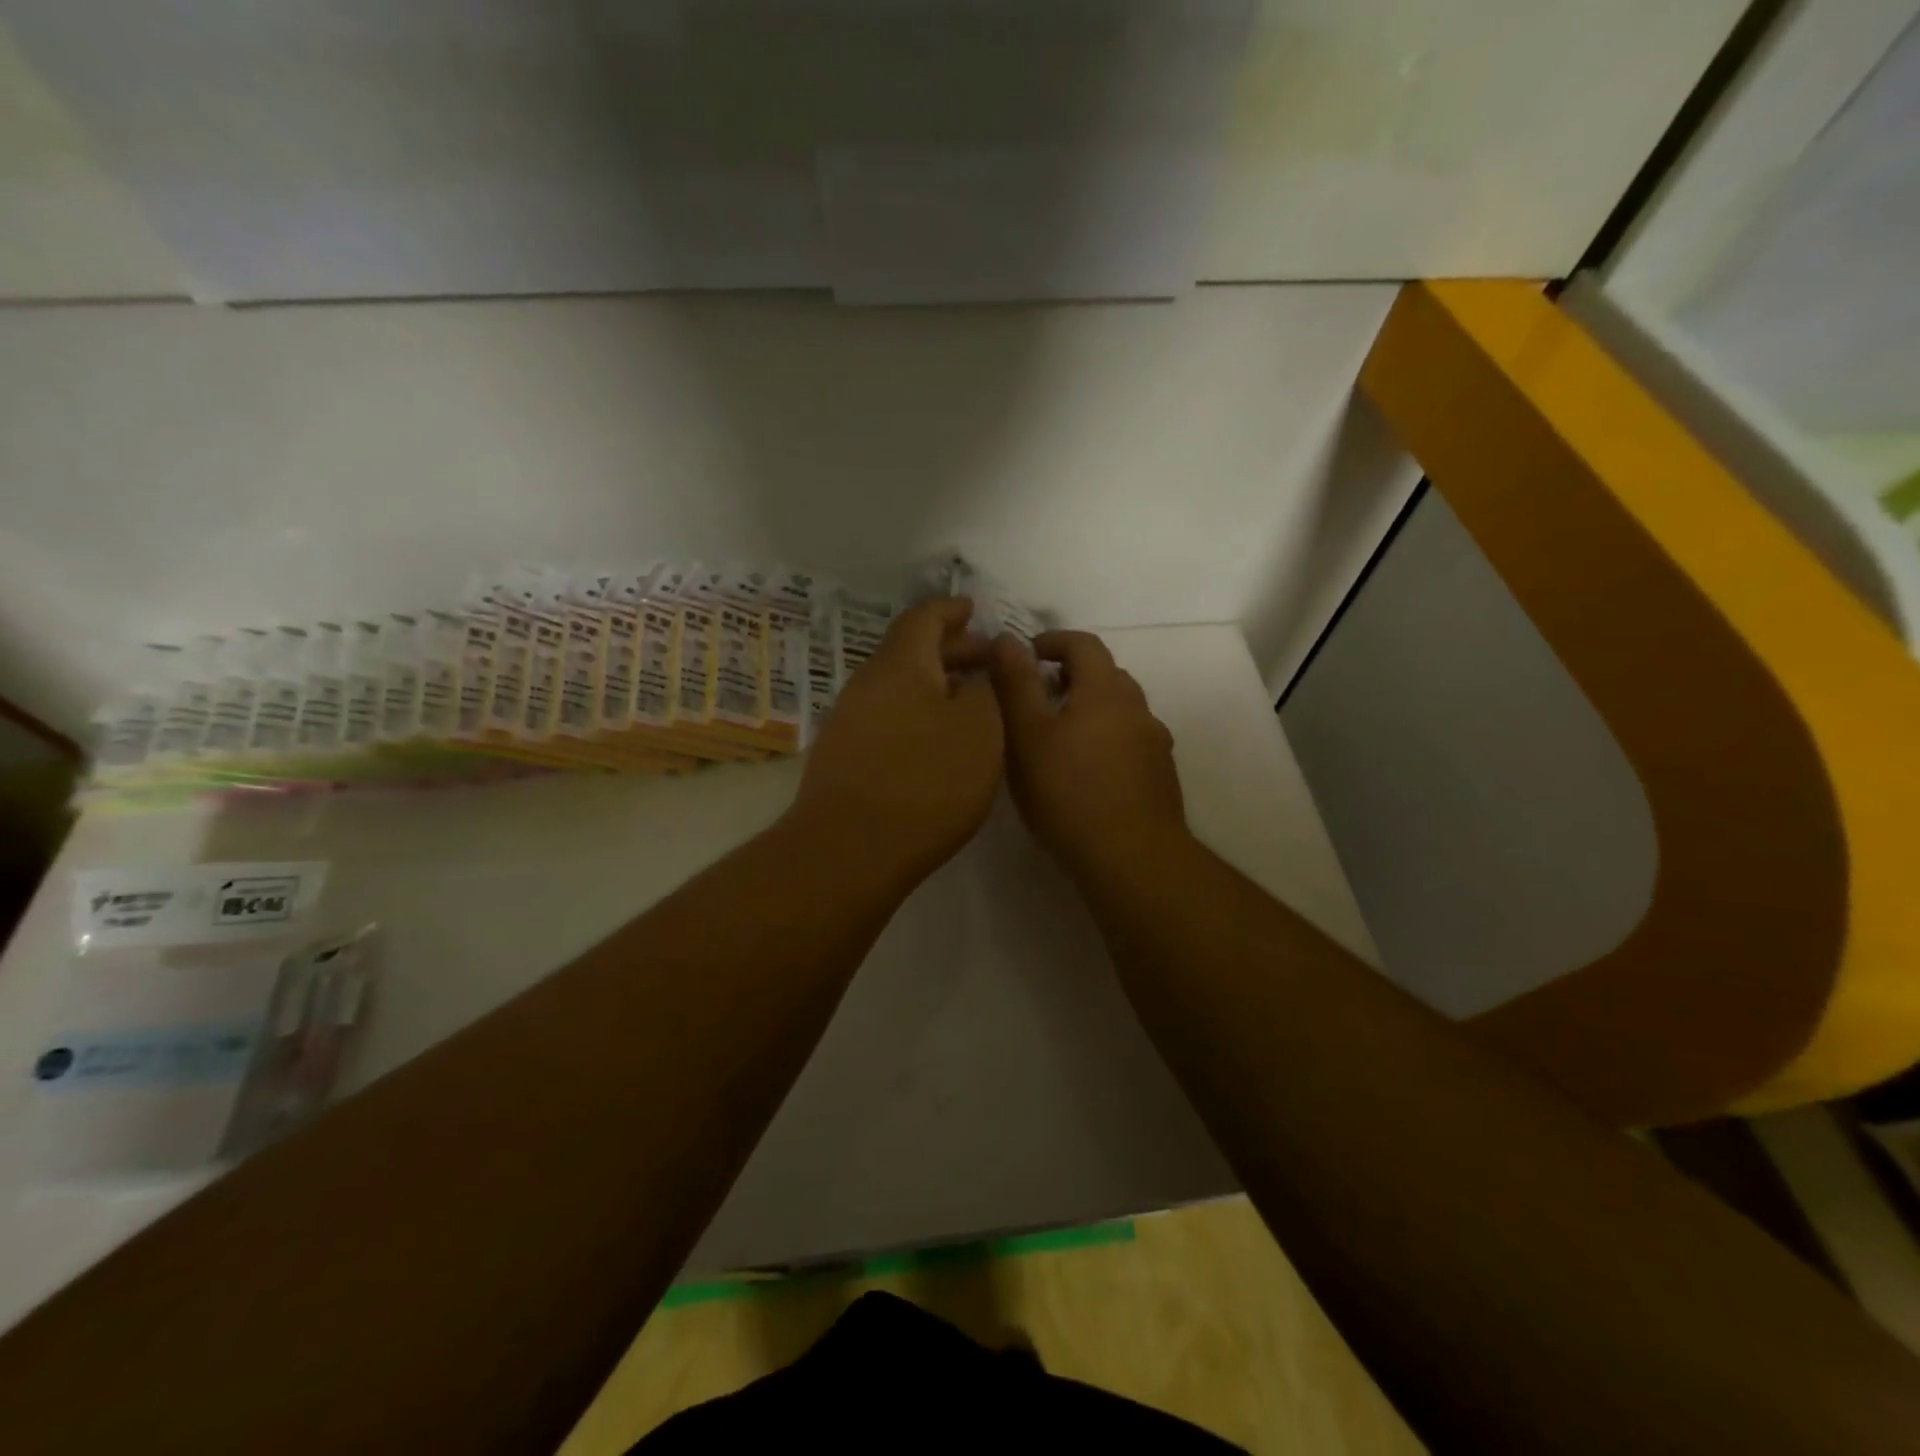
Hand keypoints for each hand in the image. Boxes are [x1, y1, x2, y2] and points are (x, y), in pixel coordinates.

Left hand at [790, 597, 1003, 882]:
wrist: (850, 849)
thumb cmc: (926, 781)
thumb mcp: (980, 729)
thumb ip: (986, 690)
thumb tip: (978, 675)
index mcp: (900, 665)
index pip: (924, 618)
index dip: (951, 609)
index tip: (973, 608)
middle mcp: (868, 684)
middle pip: (911, 651)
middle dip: (951, 649)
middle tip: (986, 660)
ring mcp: (851, 721)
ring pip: (901, 686)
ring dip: (936, 684)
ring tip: (970, 700)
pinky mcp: (846, 756)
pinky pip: (890, 715)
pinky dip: (920, 713)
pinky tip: (940, 739)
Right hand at [989, 630, 1187, 877]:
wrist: (1131, 858)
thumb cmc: (1069, 792)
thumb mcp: (1027, 735)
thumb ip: (1015, 683)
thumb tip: (1006, 639)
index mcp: (1105, 690)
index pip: (1083, 644)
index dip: (1053, 641)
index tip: (1027, 654)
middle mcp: (1138, 709)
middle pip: (1106, 675)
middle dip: (1071, 676)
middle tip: (1037, 697)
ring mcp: (1155, 744)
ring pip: (1121, 711)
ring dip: (1091, 710)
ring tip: (1059, 738)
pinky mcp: (1161, 776)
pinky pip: (1130, 742)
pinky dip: (1107, 741)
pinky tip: (1087, 773)